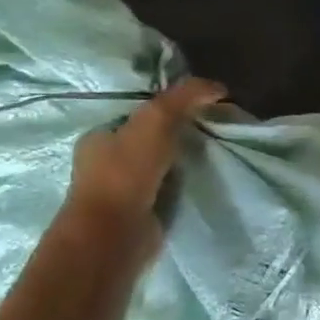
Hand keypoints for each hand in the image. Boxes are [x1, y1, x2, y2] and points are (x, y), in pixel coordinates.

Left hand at [66, 78, 226, 234]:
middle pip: (151, 138)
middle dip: (180, 133)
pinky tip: (206, 179)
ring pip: (162, 164)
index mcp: (100, 136)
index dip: (169, 106)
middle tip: (215, 129)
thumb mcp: (156, 120)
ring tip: (218, 153)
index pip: (138, 113)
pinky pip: (169, 189)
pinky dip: (186, 183)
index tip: (201, 106)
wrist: (115, 233)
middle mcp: (106, 161)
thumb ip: (183, 98)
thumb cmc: (126, 172)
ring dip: (185, 160)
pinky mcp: (141, 212)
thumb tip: (218, 86)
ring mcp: (122, 190)